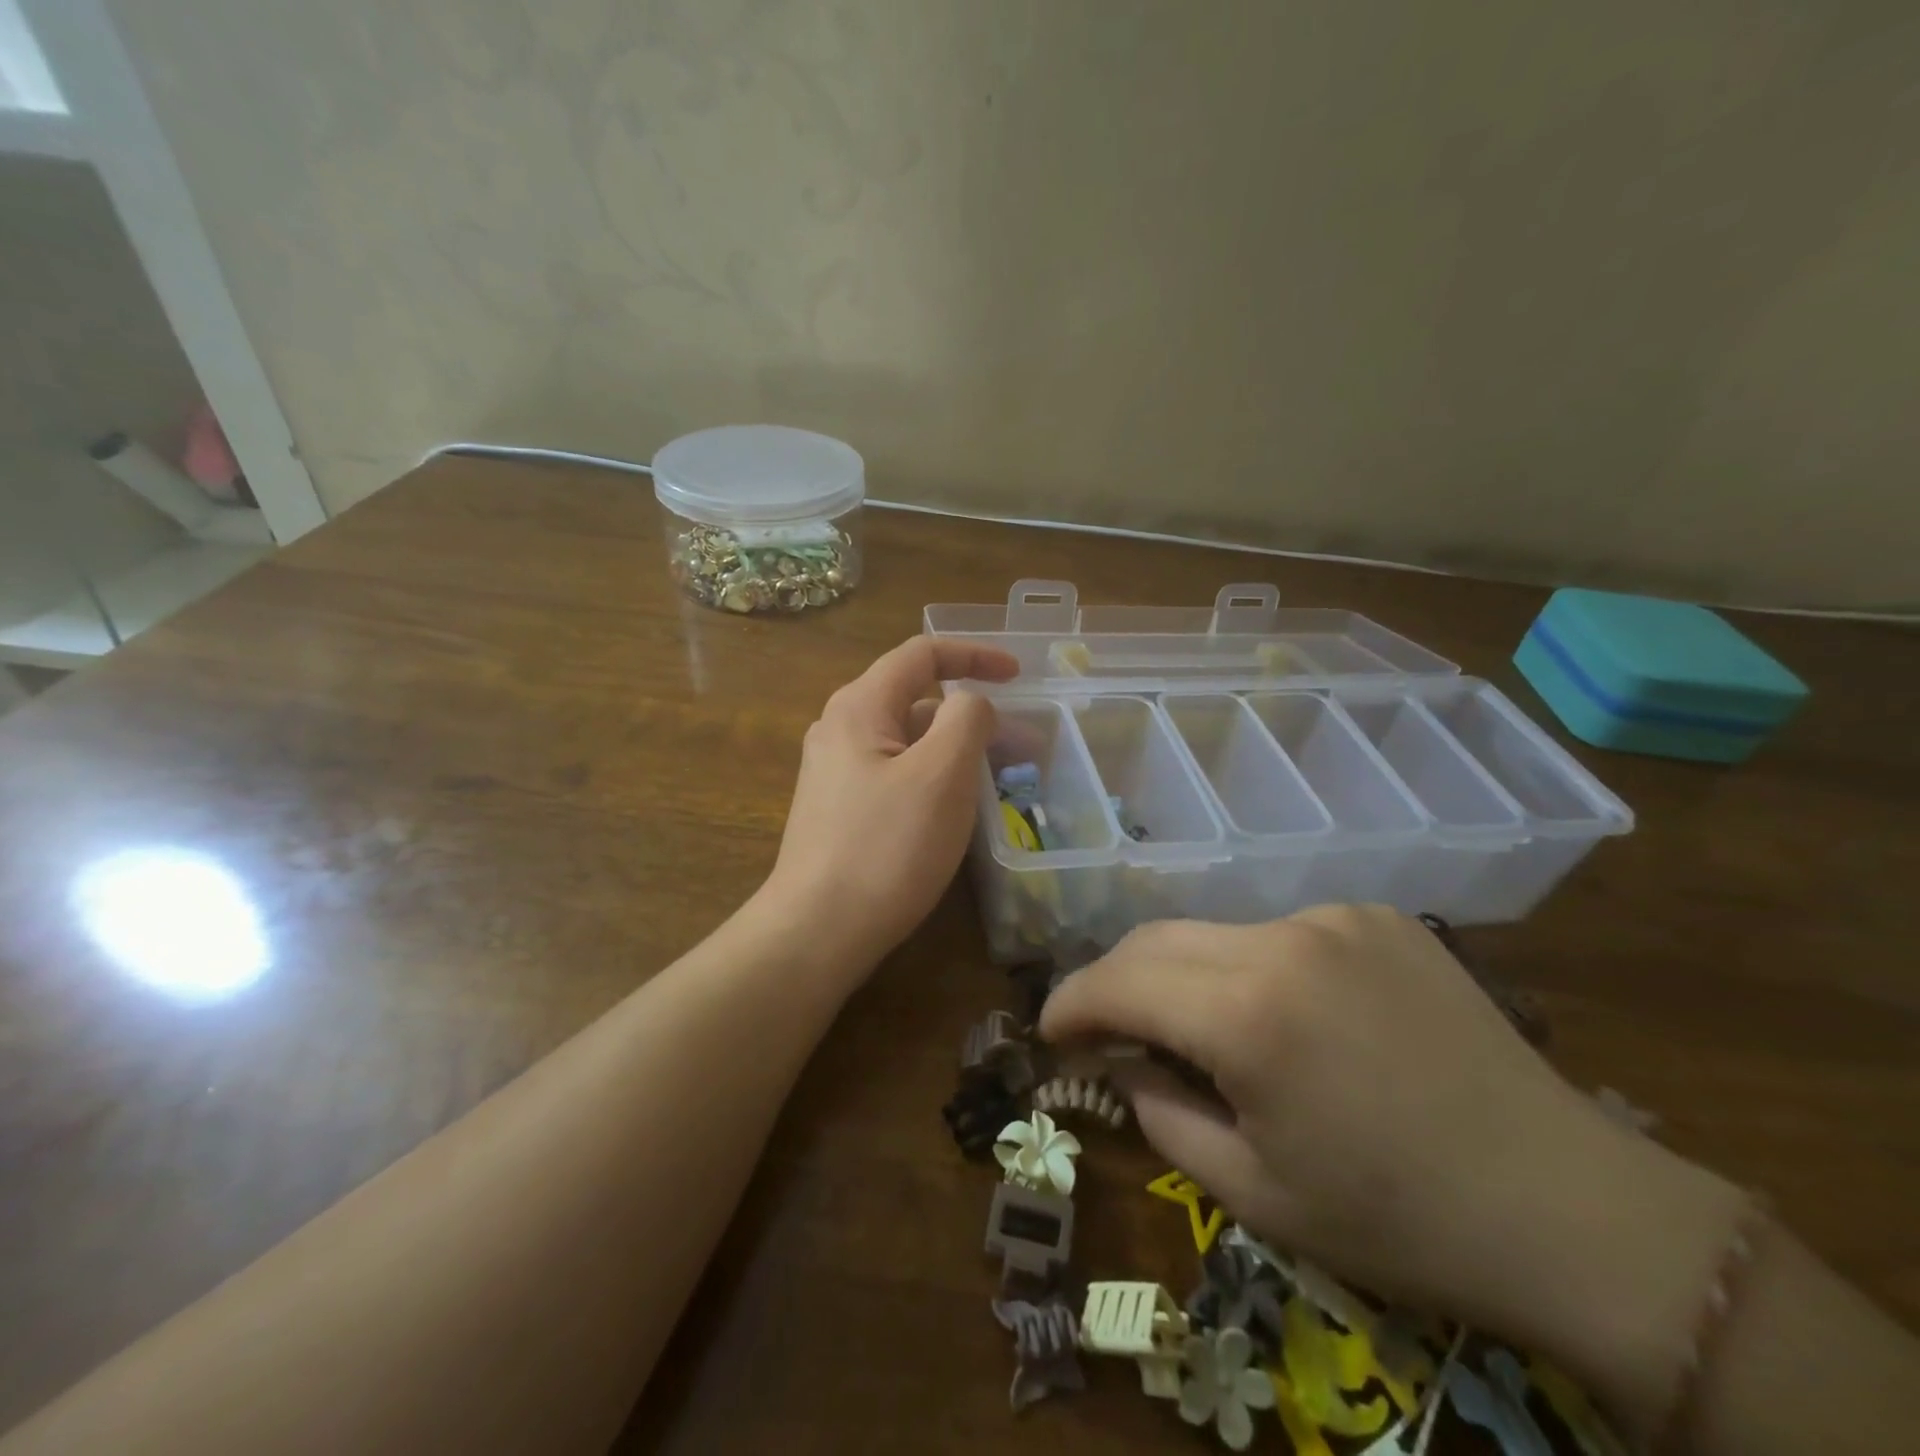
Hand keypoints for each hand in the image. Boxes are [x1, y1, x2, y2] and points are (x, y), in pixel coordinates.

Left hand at [761, 636, 1018, 977]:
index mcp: (860, 706)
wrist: (818, 930)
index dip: (975, 654)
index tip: (1020, 675)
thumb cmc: (886, 847)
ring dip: (958, 750)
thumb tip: (971, 703)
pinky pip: (898, 775)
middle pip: (918, 700)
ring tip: (1002, 781)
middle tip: (1025, 748)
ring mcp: (837, 772)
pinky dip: (936, 777)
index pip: (922, 654)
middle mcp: (841, 729)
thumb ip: (967, 718)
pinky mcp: (841, 809)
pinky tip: (959, 810)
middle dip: (975, 716)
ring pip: (910, 742)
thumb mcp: (942, 774)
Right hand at [1039, 907, 1746, 1391]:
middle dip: (1115, 981)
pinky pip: (1278, 933)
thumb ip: (1161, 1114)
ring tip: (1203, 1032)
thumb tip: (1122, 1062)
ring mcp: (1333, 917)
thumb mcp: (1253, 1191)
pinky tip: (1288, 1017)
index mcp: (1247, 1014)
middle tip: (1106, 1029)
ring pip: (1214, 932)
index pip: (1117, 982)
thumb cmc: (1398, 1220)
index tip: (1049, 1031)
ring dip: (1185, 976)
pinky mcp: (1375, 916)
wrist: (1568, 1206)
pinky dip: (1251, 968)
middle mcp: (1281, 939)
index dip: (1069, 1003)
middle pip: (1155, 939)